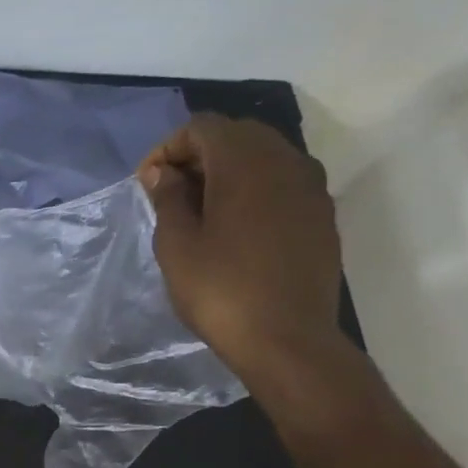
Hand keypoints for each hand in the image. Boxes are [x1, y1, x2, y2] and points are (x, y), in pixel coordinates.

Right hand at [138, 113, 344, 385]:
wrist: (287, 340)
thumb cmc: (220, 291)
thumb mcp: (176, 244)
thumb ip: (168, 198)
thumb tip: (163, 173)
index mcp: (245, 164)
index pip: (202, 127)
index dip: (167, 148)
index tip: (147, 184)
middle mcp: (286, 162)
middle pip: (237, 134)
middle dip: (198, 155)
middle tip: (169, 193)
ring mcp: (311, 188)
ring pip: (264, 156)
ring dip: (227, 171)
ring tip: (199, 209)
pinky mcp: (321, 215)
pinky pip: (282, 182)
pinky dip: (253, 189)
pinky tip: (233, 226)